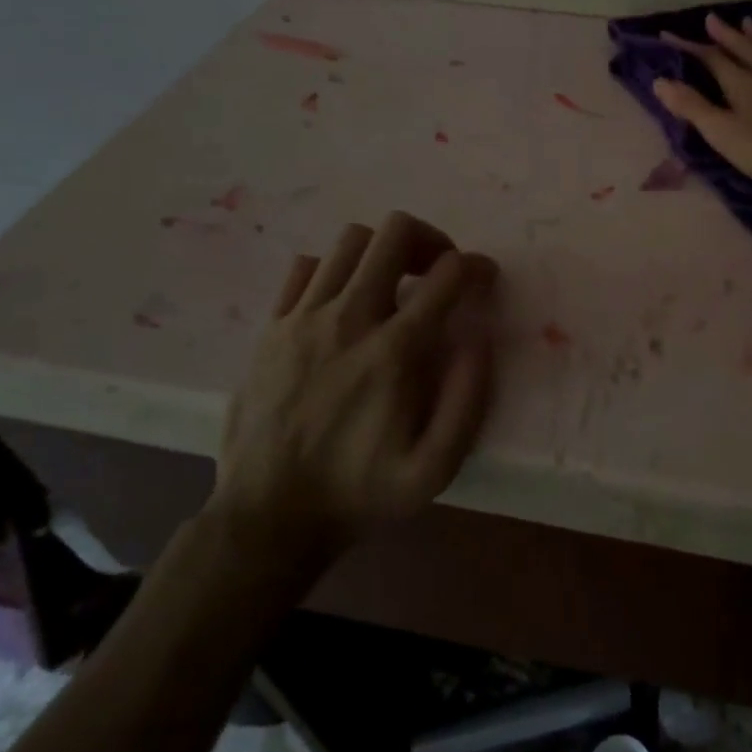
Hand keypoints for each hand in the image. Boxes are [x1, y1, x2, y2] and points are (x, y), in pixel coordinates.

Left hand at [208, 211, 498, 582]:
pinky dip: (334, 269)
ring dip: (383, 252)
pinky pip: (305, 266)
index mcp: (394, 351)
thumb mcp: (435, 469)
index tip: (484, 279)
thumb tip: (479, 337)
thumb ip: (468, 399)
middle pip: (394, 233)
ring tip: (394, 282)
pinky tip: (343, 300)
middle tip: (437, 271)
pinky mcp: (271, 328)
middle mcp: (349, 319)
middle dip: (429, 239)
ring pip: (351, 240)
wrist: (268, 519)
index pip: (447, 274)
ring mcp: (303, 318)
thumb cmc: (360, 493)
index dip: (476, 266)